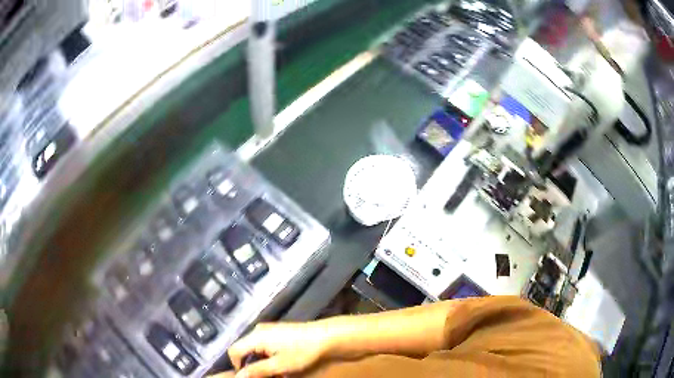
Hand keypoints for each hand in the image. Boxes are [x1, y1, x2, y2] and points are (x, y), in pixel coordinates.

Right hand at [228, 322, 330, 377]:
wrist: (327, 337)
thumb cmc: (302, 352)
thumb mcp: (279, 366)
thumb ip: (256, 371)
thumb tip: (238, 376)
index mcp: (255, 336)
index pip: (234, 351)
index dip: (237, 366)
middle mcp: (258, 330)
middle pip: (244, 350)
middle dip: (252, 365)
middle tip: (267, 376)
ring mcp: (269, 329)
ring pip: (255, 349)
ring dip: (262, 362)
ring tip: (277, 372)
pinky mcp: (278, 331)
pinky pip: (265, 345)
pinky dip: (269, 356)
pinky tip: (282, 363)